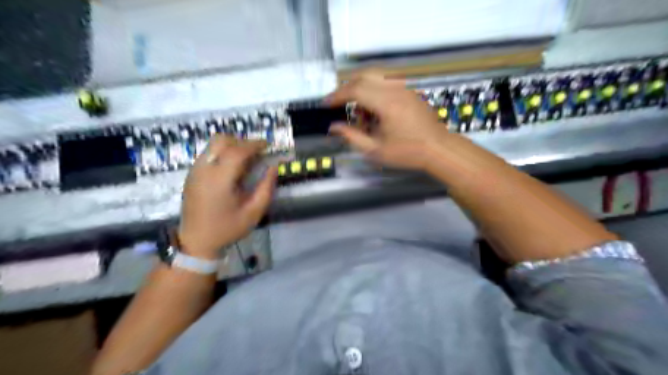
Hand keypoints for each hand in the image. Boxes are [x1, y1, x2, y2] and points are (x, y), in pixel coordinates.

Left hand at [177, 135, 276, 260]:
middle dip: (241, 141)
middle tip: (255, 152)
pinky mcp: (191, 174)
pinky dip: (222, 153)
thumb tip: (273, 167)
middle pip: (221, 140)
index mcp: (220, 179)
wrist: (196, 241)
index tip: (267, 146)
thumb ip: (266, 188)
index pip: (237, 150)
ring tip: (245, 160)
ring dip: (231, 146)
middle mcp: (204, 169)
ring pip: (213, 145)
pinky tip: (231, 168)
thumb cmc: (227, 228)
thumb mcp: (254, 212)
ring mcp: (195, 170)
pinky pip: (208, 154)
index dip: (254, 144)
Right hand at [327, 75, 450, 171]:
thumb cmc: (408, 152)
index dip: (337, 95)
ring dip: (361, 88)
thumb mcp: (375, 150)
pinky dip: (374, 90)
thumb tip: (334, 127)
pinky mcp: (410, 91)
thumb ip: (352, 136)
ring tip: (360, 113)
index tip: (326, 104)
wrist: (438, 149)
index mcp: (387, 103)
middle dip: (347, 88)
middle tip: (338, 104)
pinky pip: (387, 82)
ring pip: (376, 75)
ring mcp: (405, 88)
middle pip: (364, 75)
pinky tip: (375, 111)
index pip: (355, 89)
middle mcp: (396, 89)